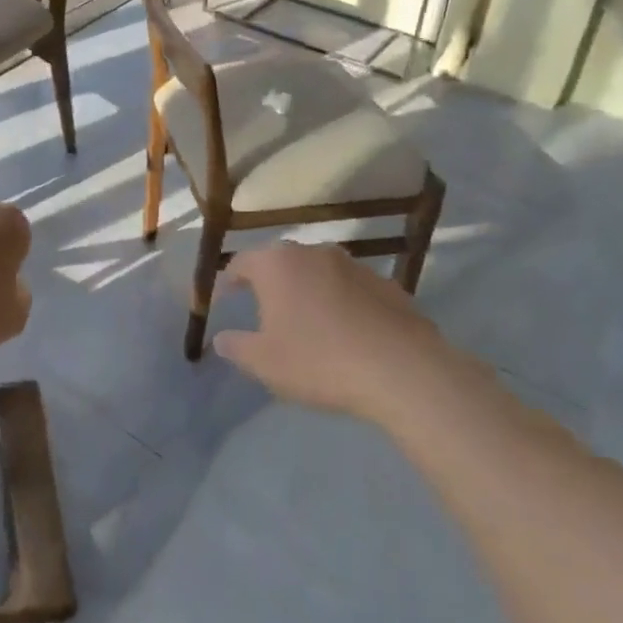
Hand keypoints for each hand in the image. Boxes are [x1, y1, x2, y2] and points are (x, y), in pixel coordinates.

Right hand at [212, 242, 447, 422]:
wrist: (401, 370)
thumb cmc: (319, 361)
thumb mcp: (265, 363)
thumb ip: (237, 347)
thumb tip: (221, 338)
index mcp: (277, 264)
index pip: (240, 263)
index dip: (227, 283)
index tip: (221, 302)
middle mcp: (313, 252)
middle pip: (281, 262)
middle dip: (269, 284)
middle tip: (263, 311)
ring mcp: (354, 265)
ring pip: (318, 273)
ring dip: (308, 291)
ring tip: (307, 323)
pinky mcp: (386, 284)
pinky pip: (351, 289)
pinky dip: (341, 303)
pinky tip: (347, 332)